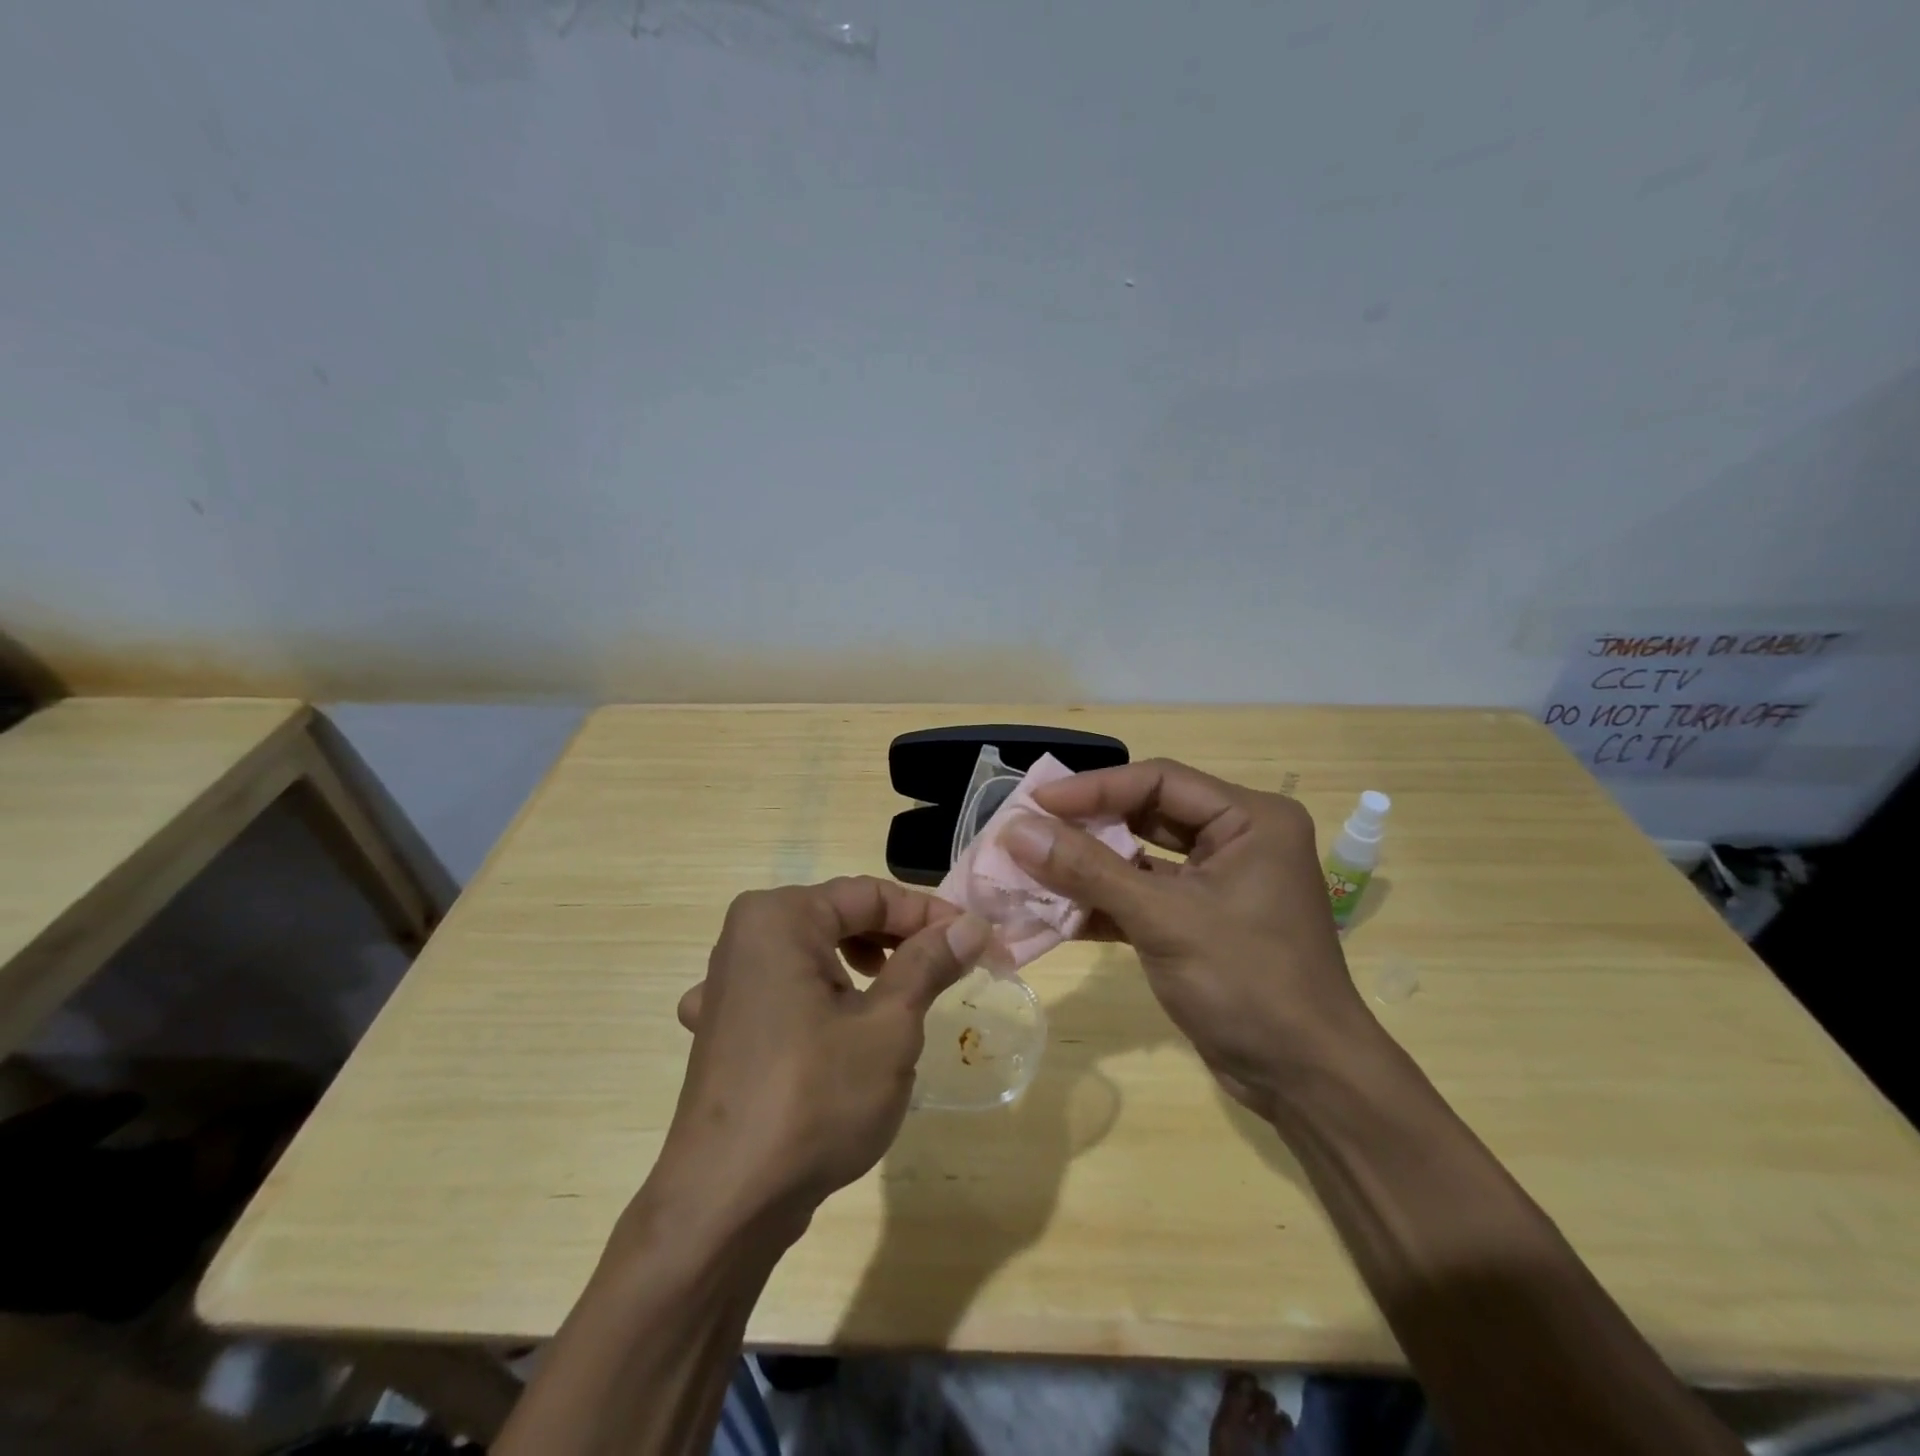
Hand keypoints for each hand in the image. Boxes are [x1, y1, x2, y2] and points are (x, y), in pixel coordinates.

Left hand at [652, 878, 989, 1231]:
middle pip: (840, 917)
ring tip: (904, 995)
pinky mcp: (726, 1027)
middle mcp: (745, 937)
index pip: (869, 894)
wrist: (727, 1205)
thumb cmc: (815, 1099)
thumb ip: (929, 963)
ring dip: (867, 966)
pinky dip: (826, 996)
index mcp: (778, 918)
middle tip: (950, 965)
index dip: (929, 913)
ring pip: (816, 953)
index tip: (977, 938)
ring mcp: (727, 984)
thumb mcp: (889, 1026)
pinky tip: (840, 1029)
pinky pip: (790, 989)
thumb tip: (971, 924)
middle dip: (899, 938)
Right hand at [1004, 759, 1379, 1116]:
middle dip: (1086, 827)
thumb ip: (1088, 870)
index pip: (1158, 782)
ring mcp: (1219, 883)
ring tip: (1031, 868)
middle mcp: (1237, 840)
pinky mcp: (1200, 922)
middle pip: (1147, 814)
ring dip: (1089, 867)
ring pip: (1141, 858)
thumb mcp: (1163, 919)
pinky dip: (1104, 903)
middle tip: (1027, 831)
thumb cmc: (1247, 982)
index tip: (1033, 802)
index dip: (1092, 788)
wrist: (1304, 1081)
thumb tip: (1016, 830)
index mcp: (1250, 819)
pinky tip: (1057, 913)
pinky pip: (1144, 896)